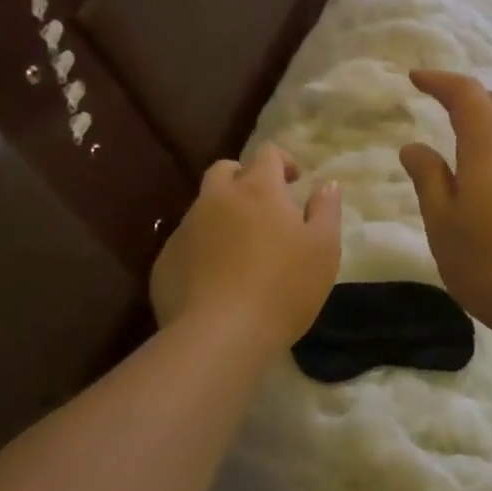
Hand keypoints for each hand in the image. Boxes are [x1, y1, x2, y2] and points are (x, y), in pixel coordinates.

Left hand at [151, 144, 341, 349]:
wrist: (219, 336)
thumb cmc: (283, 287)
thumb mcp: (324, 249)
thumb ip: (326, 210)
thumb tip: (327, 185)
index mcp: (258, 189)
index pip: (267, 153)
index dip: (283, 161)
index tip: (295, 182)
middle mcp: (217, 199)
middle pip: (225, 170)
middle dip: (244, 178)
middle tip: (263, 207)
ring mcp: (186, 229)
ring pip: (203, 207)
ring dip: (222, 215)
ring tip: (240, 249)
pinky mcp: (165, 261)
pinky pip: (186, 243)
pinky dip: (202, 249)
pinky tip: (215, 279)